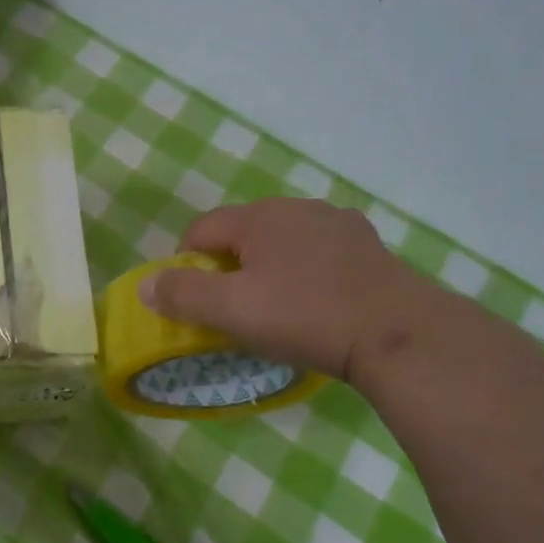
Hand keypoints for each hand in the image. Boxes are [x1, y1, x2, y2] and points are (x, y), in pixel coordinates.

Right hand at [137, 199, 431, 382]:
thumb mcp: (232, 311)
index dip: (185, 264)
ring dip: (269, 268)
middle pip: (242, 233)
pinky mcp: (369, 246)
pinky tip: (319, 304)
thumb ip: (182, 294)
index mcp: (260, 216)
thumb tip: (145, 285)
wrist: (398, 335)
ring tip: (278, 309)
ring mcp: (339, 224)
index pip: (201, 229)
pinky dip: (307, 273)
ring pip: (283, 242)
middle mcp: (298, 207)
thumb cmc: (305, 317)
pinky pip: (319, 254)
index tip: (193, 302)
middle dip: (228, 267)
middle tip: (234, 310)